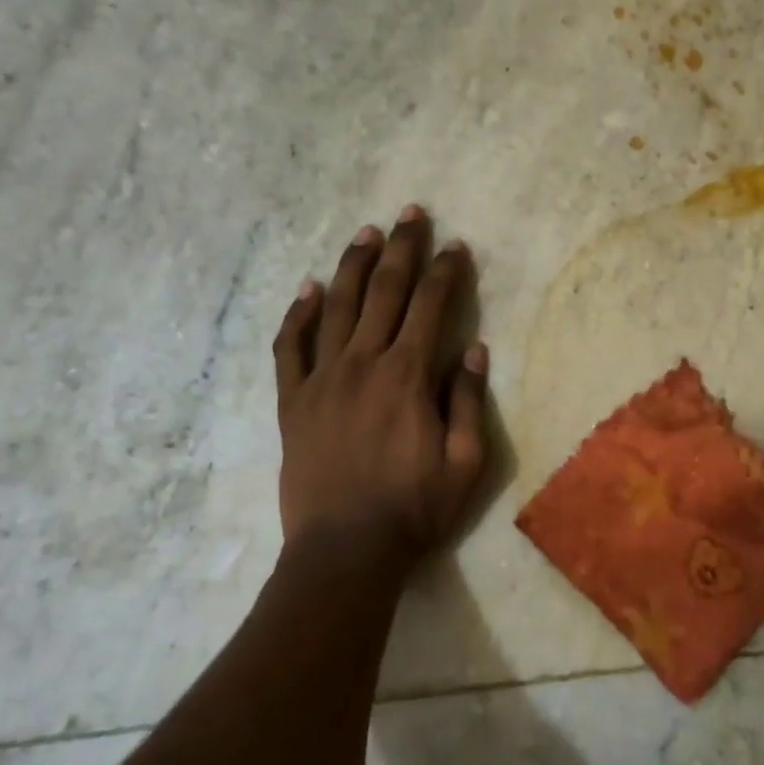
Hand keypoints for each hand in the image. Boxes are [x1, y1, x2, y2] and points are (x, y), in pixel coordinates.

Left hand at [272, 206, 487, 557]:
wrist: (345, 550)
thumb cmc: (414, 509)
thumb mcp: (465, 462)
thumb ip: (467, 401)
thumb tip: (474, 349)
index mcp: (407, 376)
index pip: (431, 307)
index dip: (446, 272)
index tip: (457, 246)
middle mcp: (363, 363)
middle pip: (384, 292)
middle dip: (402, 249)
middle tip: (411, 214)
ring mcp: (321, 380)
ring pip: (336, 307)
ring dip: (353, 266)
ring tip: (366, 234)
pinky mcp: (292, 402)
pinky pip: (290, 347)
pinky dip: (297, 315)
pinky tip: (307, 289)